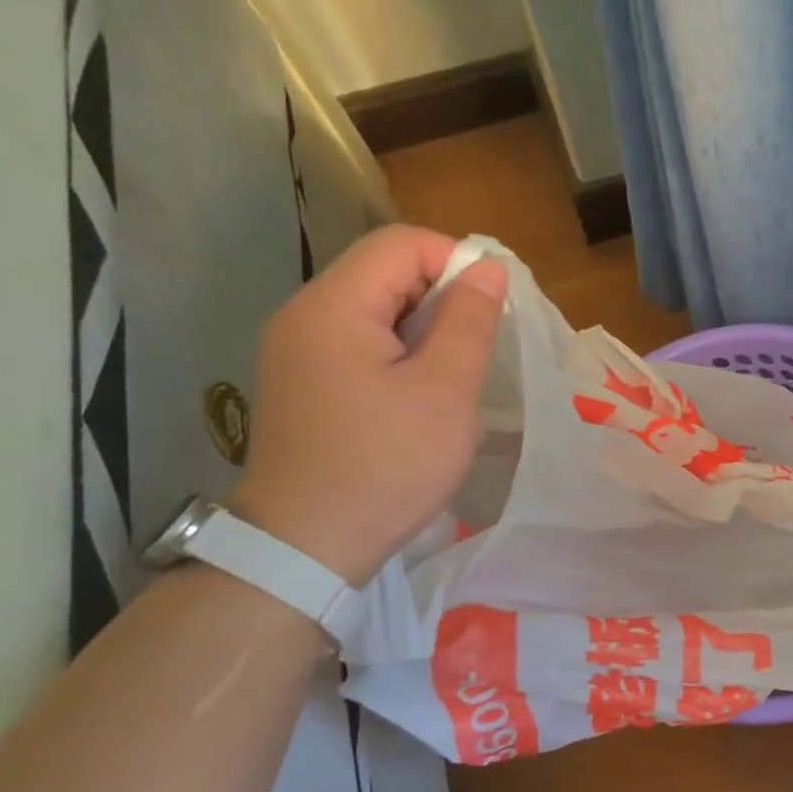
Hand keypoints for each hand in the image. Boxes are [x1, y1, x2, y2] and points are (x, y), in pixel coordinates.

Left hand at [231, 226, 506, 586]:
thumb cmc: (386, 465)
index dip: (457, 260)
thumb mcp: (444, 390)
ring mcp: (297, 350)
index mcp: (333, 306)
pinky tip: (422, 391)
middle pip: (383, 271)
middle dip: (443, 294)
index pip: (401, 244)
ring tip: (458, 370)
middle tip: (482, 344)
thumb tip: (488, 269)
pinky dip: (400, 350)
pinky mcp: (303, 382)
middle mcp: (304, 315)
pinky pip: (359, 342)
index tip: (494, 307)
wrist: (306, 547)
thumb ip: (469, 320)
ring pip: (374, 308)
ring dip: (425, 325)